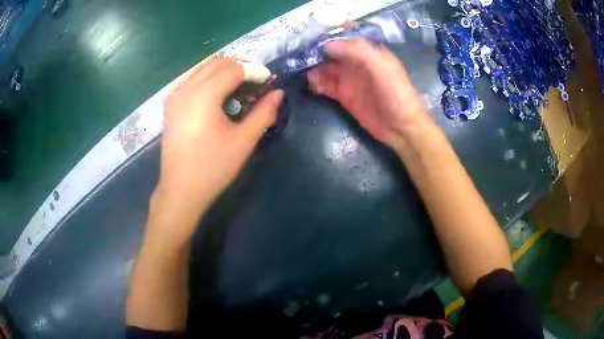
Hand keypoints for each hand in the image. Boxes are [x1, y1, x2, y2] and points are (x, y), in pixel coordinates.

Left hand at [152, 57, 282, 239]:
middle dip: (240, 66)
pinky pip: (193, 79)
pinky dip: (209, 79)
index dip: (254, 71)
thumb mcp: (243, 141)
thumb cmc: (212, 168)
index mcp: (203, 95)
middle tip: (256, 82)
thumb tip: (278, 93)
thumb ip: (263, 113)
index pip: (234, 69)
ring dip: (224, 71)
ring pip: (203, 68)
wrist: (180, 191)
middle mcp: (186, 88)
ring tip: (240, 87)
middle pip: (217, 62)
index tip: (268, 81)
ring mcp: (175, 95)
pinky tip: (218, 96)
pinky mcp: (171, 104)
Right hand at [307, 39, 429, 148]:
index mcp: (369, 52)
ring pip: (326, 68)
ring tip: (304, 71)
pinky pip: (326, 86)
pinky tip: (311, 84)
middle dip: (317, 52)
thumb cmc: (396, 94)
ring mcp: (349, 79)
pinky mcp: (344, 95)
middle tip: (301, 55)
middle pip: (332, 52)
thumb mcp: (382, 67)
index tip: (313, 38)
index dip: (330, 36)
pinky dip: (316, 84)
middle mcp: (357, 63)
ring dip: (314, 68)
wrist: (400, 128)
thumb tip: (328, 45)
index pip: (346, 37)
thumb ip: (359, 51)